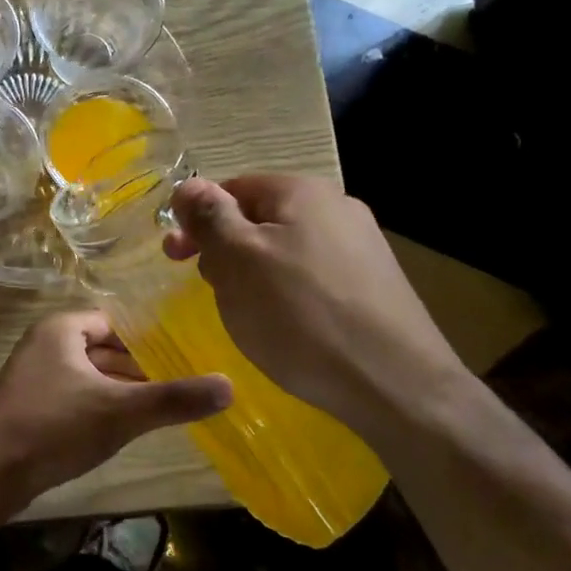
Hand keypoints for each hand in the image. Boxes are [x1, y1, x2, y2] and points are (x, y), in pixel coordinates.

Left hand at [0, 310, 231, 509]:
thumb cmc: (54, 427)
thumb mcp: (120, 411)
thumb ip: (174, 398)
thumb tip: (230, 386)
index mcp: (61, 329)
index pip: (115, 322)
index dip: (149, 340)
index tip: (184, 357)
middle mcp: (45, 344)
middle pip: (103, 348)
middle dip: (138, 368)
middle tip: (181, 385)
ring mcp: (34, 377)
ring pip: (89, 375)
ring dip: (120, 390)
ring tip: (160, 408)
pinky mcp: (30, 406)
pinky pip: (74, 397)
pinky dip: (98, 407)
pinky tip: (122, 430)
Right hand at [164, 175, 472, 437]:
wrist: (395, 383)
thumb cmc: (300, 314)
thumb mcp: (237, 260)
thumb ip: (209, 217)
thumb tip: (188, 186)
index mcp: (301, 192)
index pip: (232, 188)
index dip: (197, 219)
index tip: (175, 258)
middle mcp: (337, 208)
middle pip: (258, 220)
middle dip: (225, 251)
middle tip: (211, 290)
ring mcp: (361, 248)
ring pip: (284, 252)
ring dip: (253, 276)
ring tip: (248, 315)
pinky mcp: (374, 286)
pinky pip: (312, 279)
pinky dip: (288, 297)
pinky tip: (288, 329)